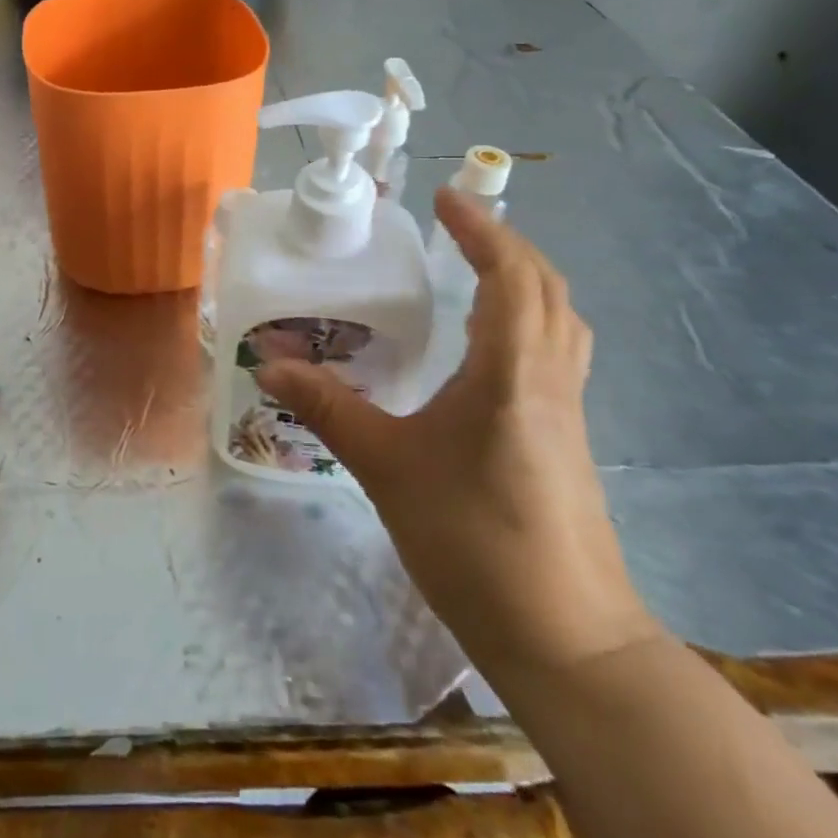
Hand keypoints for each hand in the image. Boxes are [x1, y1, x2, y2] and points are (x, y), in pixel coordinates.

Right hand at [256, 190, 656, 678]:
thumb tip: (270, 365)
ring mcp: (568, 409)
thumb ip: (329, 409)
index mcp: (511, 372)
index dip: (481, 229)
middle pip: (547, 287)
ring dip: (525, 279)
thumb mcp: (387, 468)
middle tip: (456, 227)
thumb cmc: (474, 542)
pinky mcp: (568, 436)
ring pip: (560, 319)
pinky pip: (557, 351)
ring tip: (476, 271)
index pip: (510, 275)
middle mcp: (549, 378)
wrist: (567, 639)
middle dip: (505, 244)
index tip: (444, 198)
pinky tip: (488, 346)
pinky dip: (530, 319)